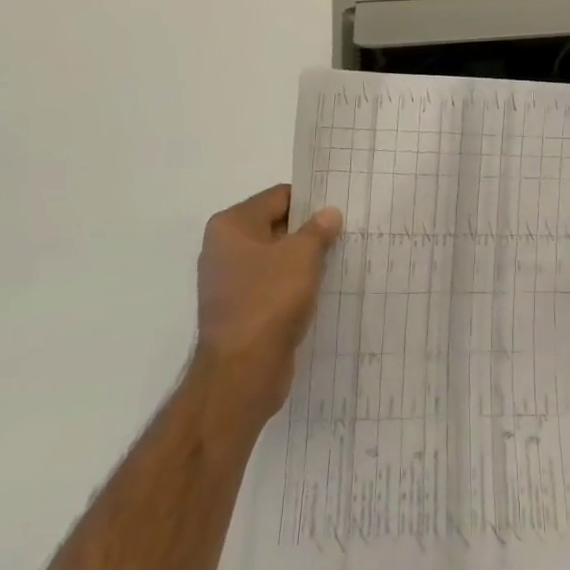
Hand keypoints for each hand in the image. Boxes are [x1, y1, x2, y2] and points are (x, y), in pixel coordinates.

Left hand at [193, 185, 341, 423]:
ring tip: (338, 259)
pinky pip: (272, 284)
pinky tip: (320, 288)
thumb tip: (329, 213)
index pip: (279, 197)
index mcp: (231, 225)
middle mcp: (224, 248)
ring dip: (303, 259)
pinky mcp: (240, 308)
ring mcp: (230, 281)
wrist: (242, 371)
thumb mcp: (302, 256)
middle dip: (309, 230)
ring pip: (276, 257)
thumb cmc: (269, 300)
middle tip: (345, 232)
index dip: (311, 200)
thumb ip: (318, 229)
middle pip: (276, 226)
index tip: (340, 208)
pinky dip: (294, 284)